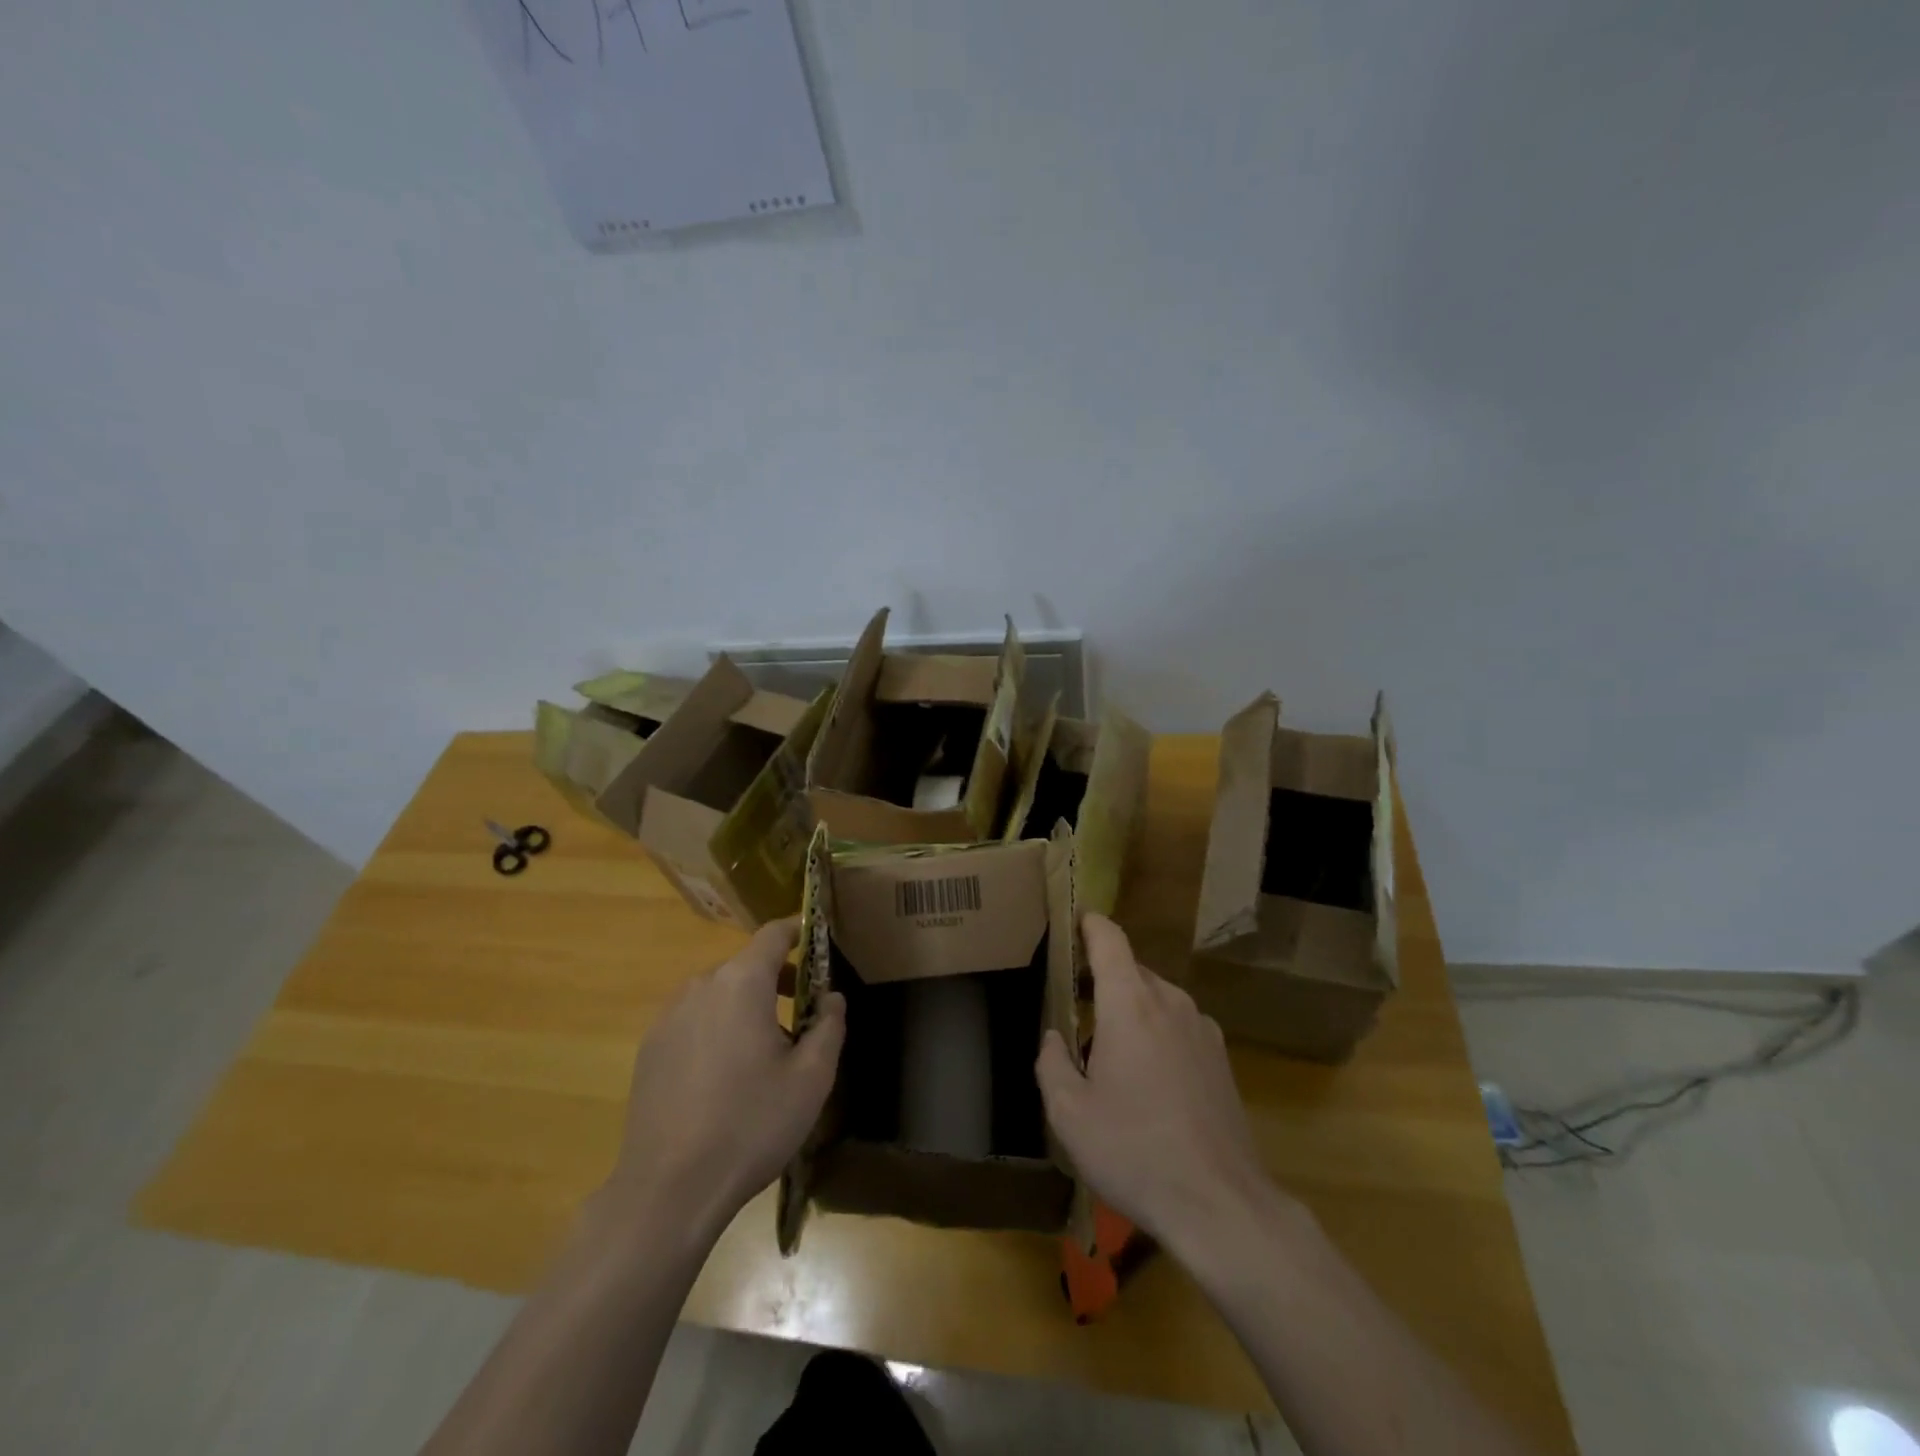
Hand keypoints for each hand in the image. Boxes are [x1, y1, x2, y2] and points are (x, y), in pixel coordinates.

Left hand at [603, 921, 845, 1246]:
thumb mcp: (811, 1078)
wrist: (668, 1190)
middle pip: (746, 966)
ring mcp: (668, 1018)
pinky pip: (694, 1021)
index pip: (773, 934)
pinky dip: (717, 1028)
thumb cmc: (751, 1125)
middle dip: (777, 980)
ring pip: (718, 994)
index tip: (817, 940)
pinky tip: (725, 1077)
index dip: (798, 931)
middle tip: (803, 1016)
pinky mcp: (650, 1049)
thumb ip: (829, 1025)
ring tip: (766, 1052)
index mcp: (742, 983)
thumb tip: (830, 997)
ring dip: (746, 1006)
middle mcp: (700, 987)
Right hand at [1036, 913, 1290, 1258]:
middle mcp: (1170, 1002)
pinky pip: (1177, 1025)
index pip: (1109, 939)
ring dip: (1129, 1012)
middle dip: (1101, 980)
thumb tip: (1055, 1037)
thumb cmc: (1134, 1151)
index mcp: (1130, 1004)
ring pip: (1155, 999)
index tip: (1070, 922)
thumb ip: (1051, 1061)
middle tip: (1074, 1010)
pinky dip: (1155, 1034)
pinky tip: (1148, 1084)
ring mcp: (1202, 1028)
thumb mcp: (1069, 1113)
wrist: (1221, 1205)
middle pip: (1130, 970)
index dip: (1088, 923)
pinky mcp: (1221, 1057)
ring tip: (1109, 1057)